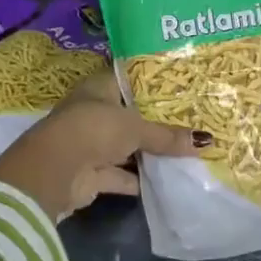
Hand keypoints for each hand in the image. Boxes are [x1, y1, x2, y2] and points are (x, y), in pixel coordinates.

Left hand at [0, 69, 196, 222]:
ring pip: (126, 146)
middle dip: (156, 121)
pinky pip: (122, 175)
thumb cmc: (94, 129)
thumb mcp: (136, 128)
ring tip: (186, 151)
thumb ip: (167, 136)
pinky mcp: (92, 174)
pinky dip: (140, 180)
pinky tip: (168, 181)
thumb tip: (205, 141)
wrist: (55, 171)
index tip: (183, 85)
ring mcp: (92, 144)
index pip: (131, 79)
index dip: (154, 83)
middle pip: (131, 115)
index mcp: (99, 87)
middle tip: (192, 119)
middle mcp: (94, 112)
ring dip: (149, 152)